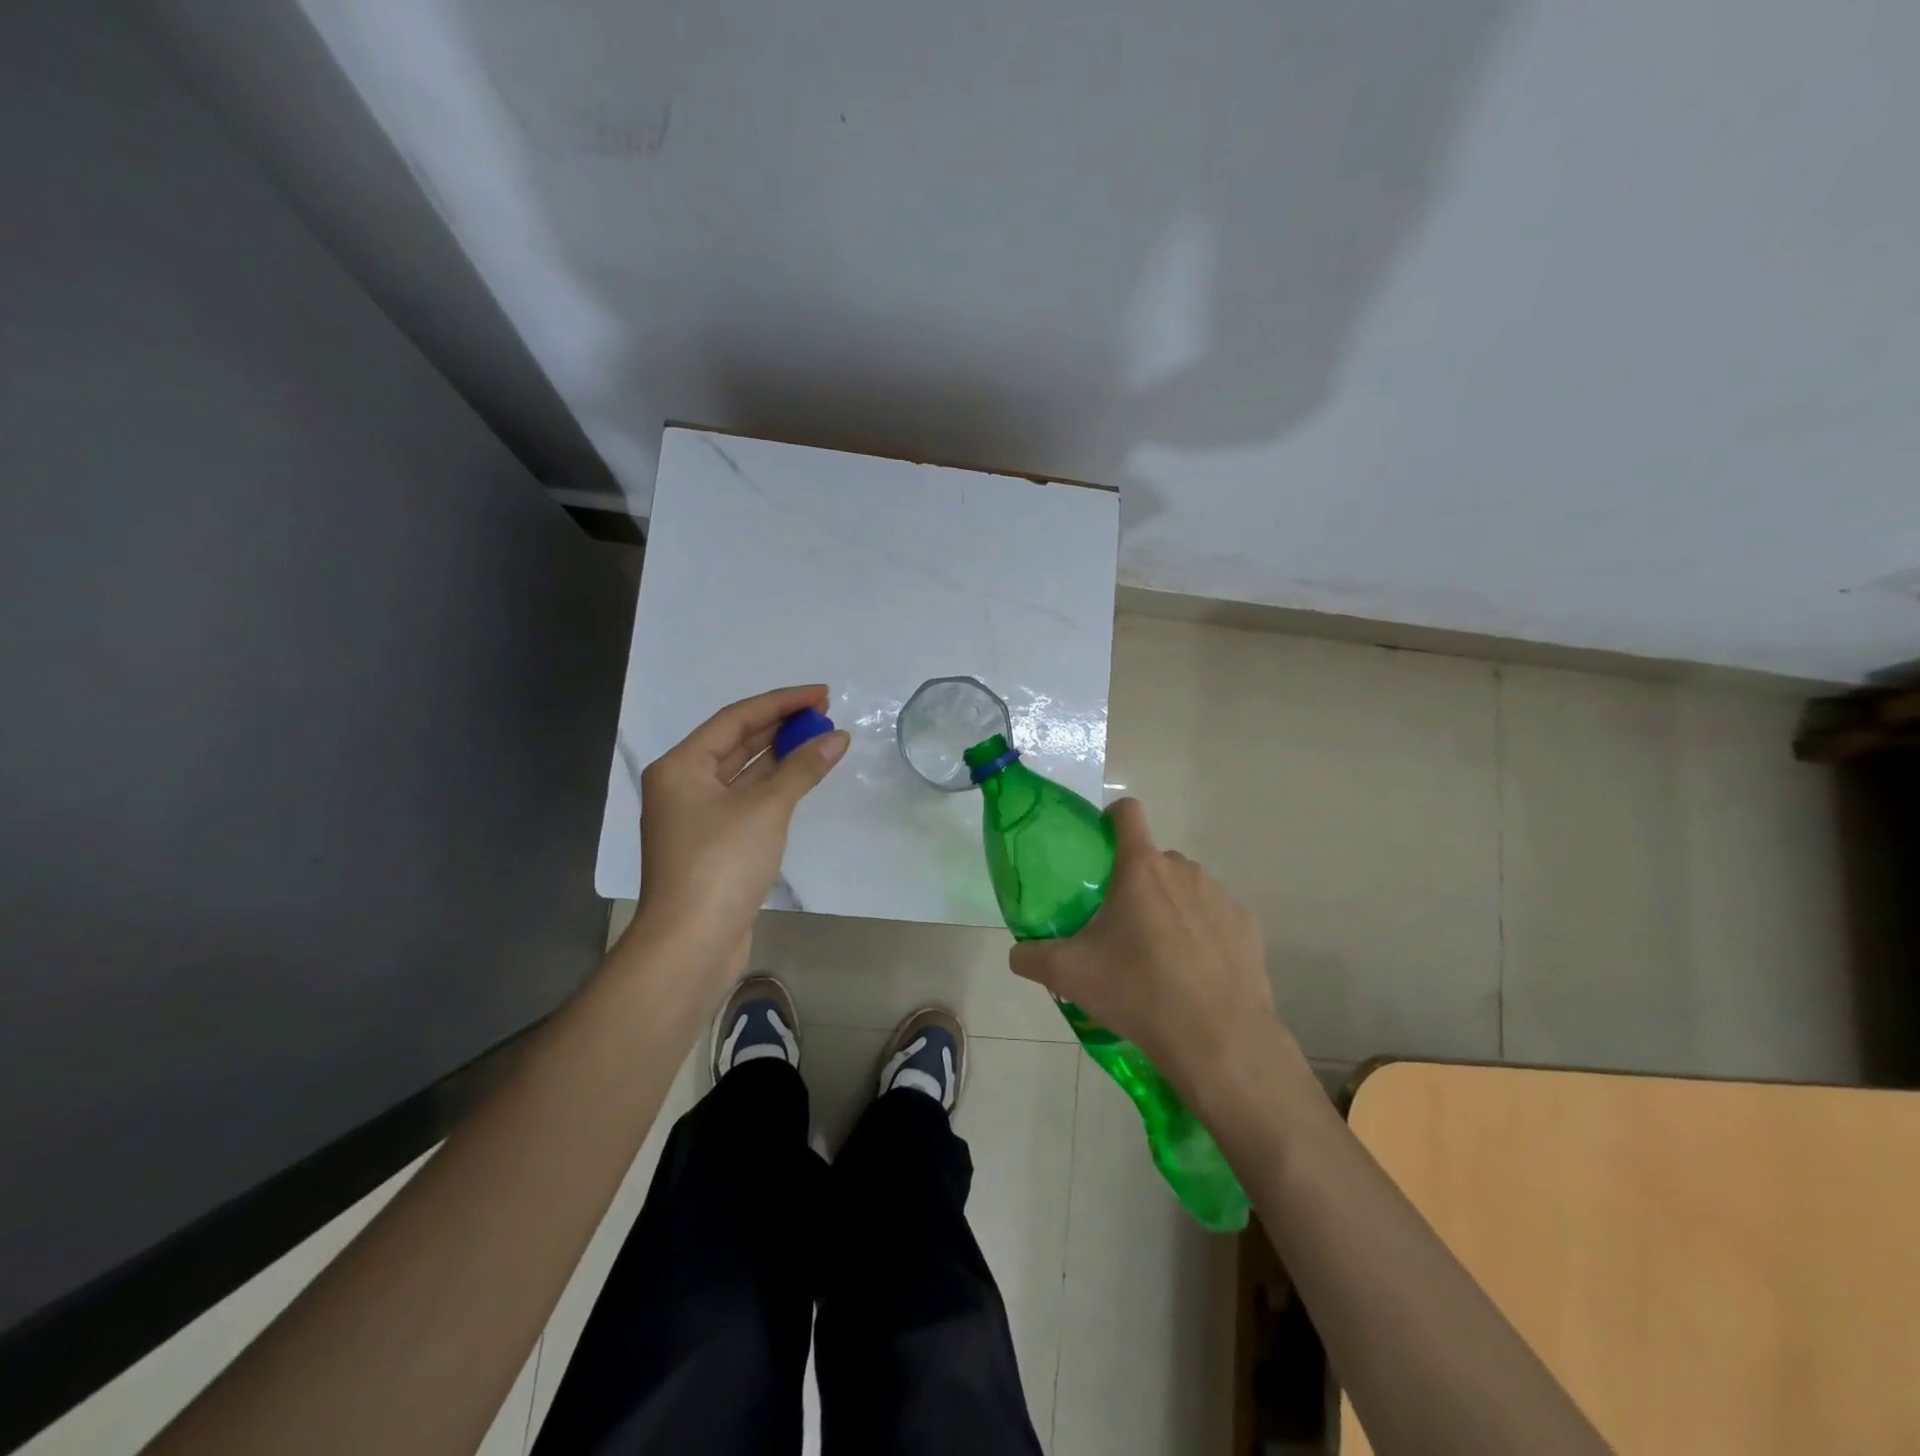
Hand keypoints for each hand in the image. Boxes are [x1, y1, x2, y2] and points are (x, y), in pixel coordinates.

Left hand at [632, 685, 847, 972]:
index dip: (781, 702)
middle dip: (781, 726)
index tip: (822, 693)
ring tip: (821, 739)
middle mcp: (684, 785)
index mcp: (681, 767)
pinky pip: (748, 800)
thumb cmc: (720, 865)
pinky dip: (775, 787)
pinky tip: (802, 778)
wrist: (691, 944)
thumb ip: (802, 768)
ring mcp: (698, 817)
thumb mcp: (765, 809)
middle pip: (737, 743)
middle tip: (826, 714)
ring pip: (744, 773)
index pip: (736, 719)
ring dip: (780, 756)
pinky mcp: (715, 844)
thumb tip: (838, 737)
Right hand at [1008, 799, 1278, 1097]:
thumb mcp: (1071, 976)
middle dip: (1136, 881)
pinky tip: (1195, 972)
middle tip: (1120, 924)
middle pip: (1154, 859)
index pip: (1127, 812)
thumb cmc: (1139, 991)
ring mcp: (1221, 897)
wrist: (1218, 1039)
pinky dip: (1203, 932)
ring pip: (1186, 888)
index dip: (1111, 819)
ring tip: (1159, 954)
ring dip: (1170, 906)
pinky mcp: (1247, 926)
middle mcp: (1184, 870)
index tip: (1100, 847)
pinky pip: (1216, 916)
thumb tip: (1016, 955)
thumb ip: (1034, 958)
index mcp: (1141, 868)